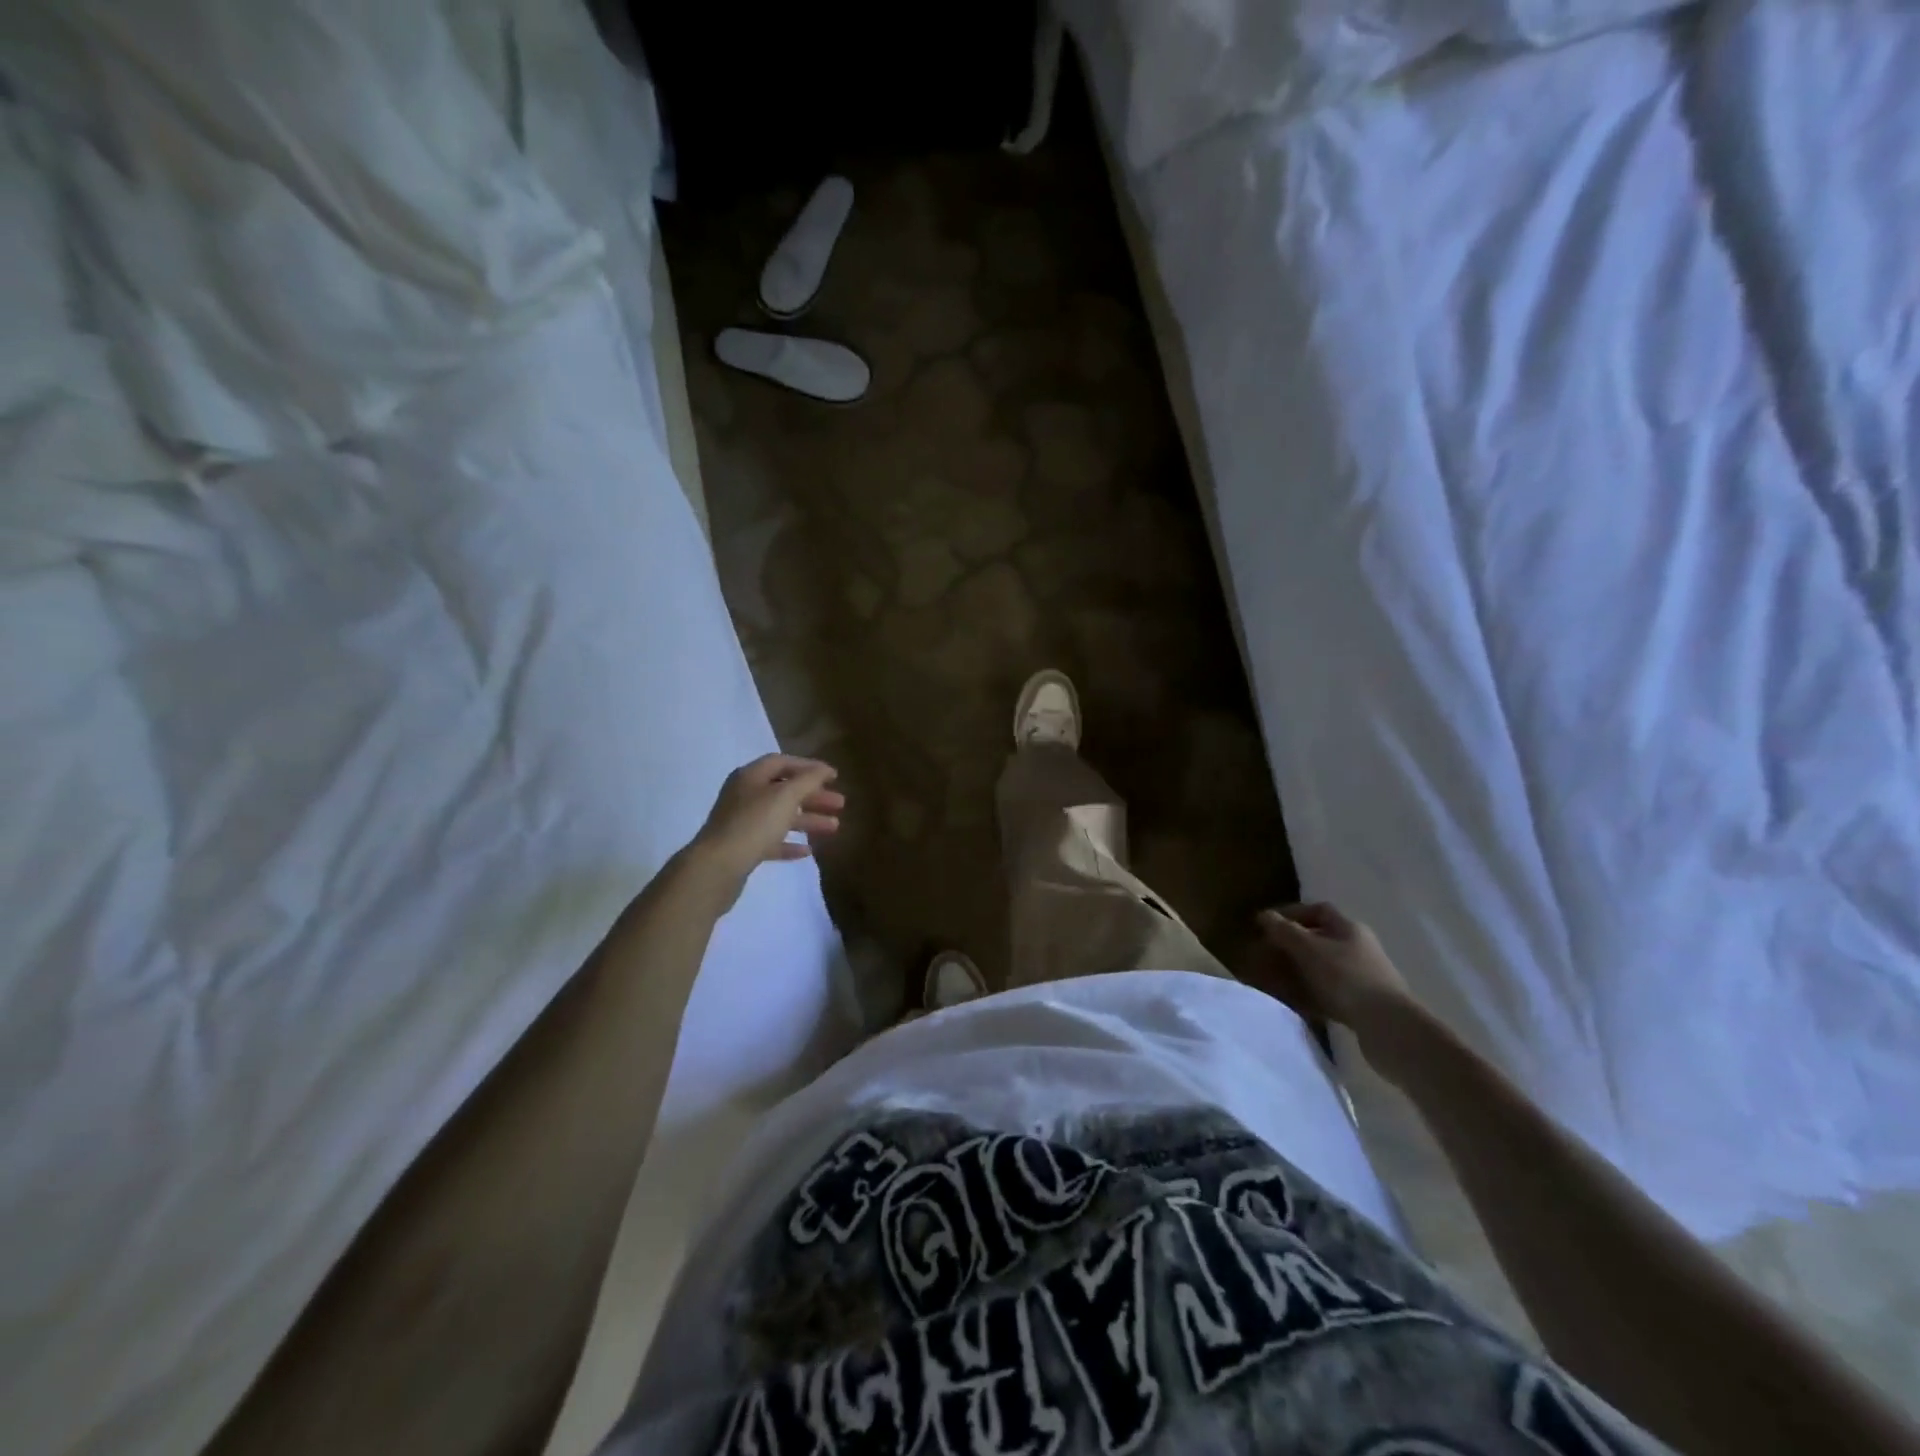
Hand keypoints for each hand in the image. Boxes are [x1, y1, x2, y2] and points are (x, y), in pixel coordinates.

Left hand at [682, 755, 842, 908]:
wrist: (717, 867)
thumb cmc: (754, 824)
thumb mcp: (785, 796)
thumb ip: (808, 780)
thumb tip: (823, 770)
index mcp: (750, 777)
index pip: (782, 762)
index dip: (809, 767)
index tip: (834, 776)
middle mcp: (744, 796)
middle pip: (784, 790)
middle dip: (813, 796)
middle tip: (840, 804)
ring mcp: (742, 823)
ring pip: (780, 817)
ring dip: (808, 820)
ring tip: (834, 827)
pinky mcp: (742, 849)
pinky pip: (771, 841)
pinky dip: (790, 843)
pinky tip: (808, 850)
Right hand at [1242, 902, 1412, 1034]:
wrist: (1389, 1027)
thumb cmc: (1346, 978)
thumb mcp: (1308, 949)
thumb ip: (1284, 930)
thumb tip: (1264, 914)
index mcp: (1349, 928)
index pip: (1318, 910)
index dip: (1291, 913)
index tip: (1267, 924)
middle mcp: (1358, 948)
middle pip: (1319, 940)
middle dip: (1290, 946)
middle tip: (1266, 955)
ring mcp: (1362, 977)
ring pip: (1322, 968)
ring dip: (1298, 972)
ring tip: (1275, 981)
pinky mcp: (1363, 1004)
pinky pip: (1329, 992)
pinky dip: (1310, 994)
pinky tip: (1295, 1003)